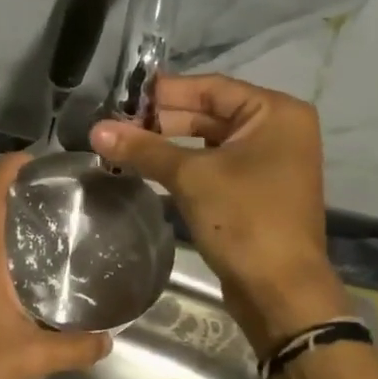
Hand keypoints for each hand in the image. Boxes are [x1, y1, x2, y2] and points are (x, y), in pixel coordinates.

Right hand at [91, 73, 347, 351]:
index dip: (164, 92)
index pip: (210, 88)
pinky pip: (214, 167)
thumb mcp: (191, 177)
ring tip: (123, 146)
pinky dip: (183, 166)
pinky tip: (147, 169)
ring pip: (209, 142)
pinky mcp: (255, 191)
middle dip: (162, 120)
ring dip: (168, 145)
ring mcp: (268, 163)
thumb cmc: (245, 220)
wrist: (280, 291)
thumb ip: (144, 149)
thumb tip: (97, 129)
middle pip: (209, 113)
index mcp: (275, 113)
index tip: (122, 96)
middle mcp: (277, 130)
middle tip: (116, 125)